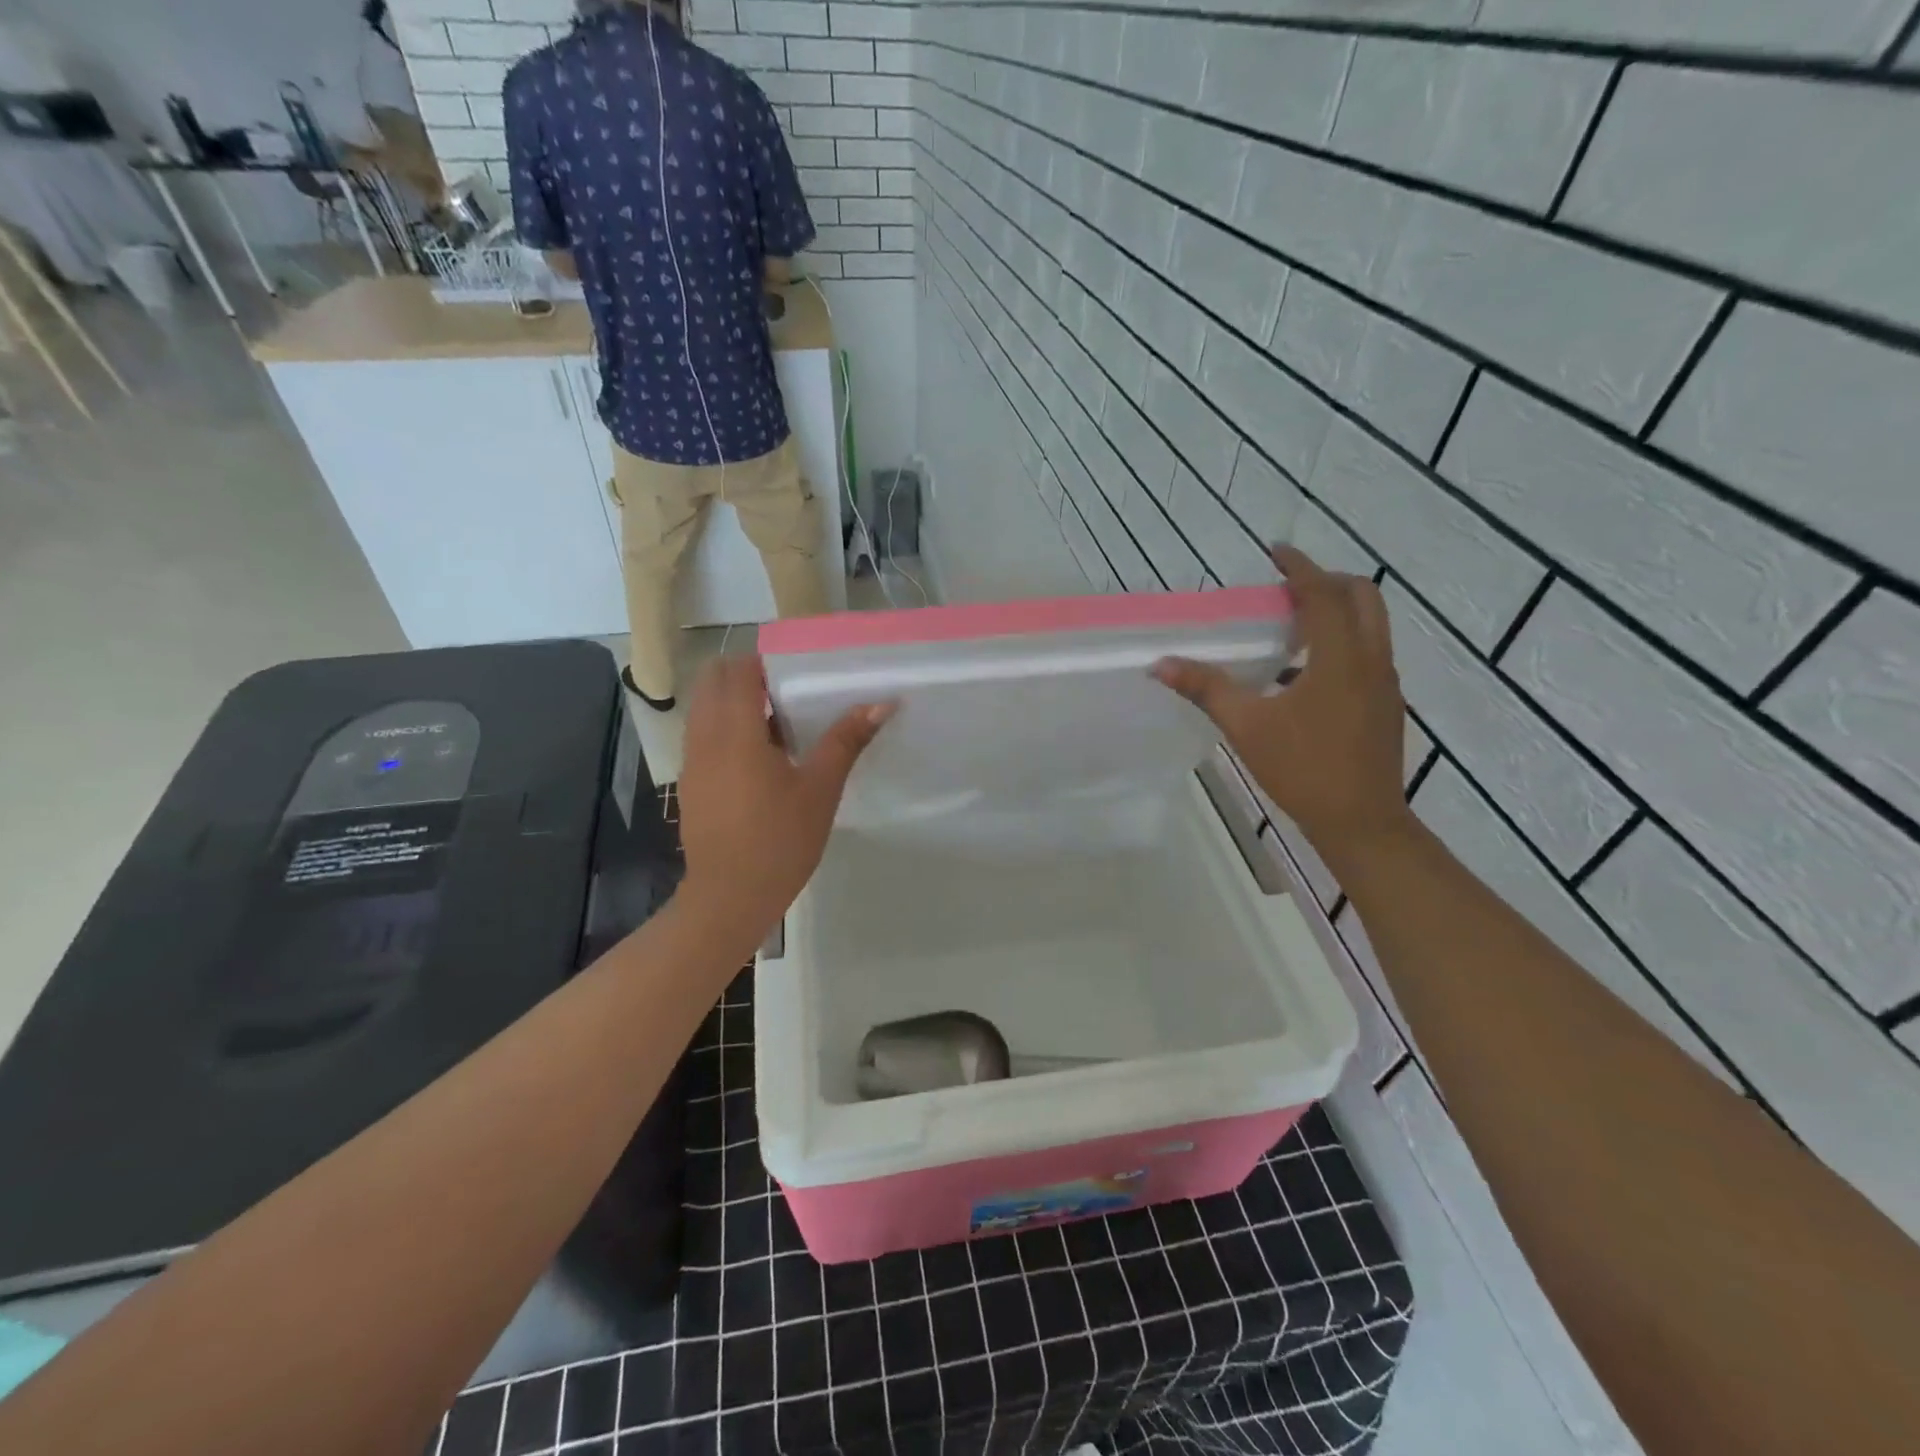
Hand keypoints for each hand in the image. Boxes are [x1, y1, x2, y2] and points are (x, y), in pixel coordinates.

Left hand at [677, 655, 893, 935]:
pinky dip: (724, 729)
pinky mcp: (690, 784)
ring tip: (777, 723)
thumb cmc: (780, 840)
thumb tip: (882, 704)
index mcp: (736, 732)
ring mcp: (691, 762)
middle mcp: (705, 738)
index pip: (737, 670)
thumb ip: (846, 741)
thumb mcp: (820, 789)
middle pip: (712, 682)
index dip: (764, 661)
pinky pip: (702, 736)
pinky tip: (759, 759)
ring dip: (733, 702)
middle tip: (786, 691)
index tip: (797, 669)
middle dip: (744, 675)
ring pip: (704, 709)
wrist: (729, 898)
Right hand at [1152, 546, 1411, 866]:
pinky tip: (1307, 671)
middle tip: (1287, 588)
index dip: (1300, 568)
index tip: (1276, 552)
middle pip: (1363, 597)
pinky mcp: (1387, 704)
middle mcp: (1372, 660)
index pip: (1324, 595)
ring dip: (1339, 610)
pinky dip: (1344, 639)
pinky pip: (1370, 651)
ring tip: (1294, 624)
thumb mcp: (1247, 727)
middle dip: (1327, 581)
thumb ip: (1206, 689)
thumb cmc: (1303, 769)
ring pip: (1372, 624)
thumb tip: (1161, 664)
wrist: (1361, 822)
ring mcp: (1386, 683)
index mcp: (1341, 659)